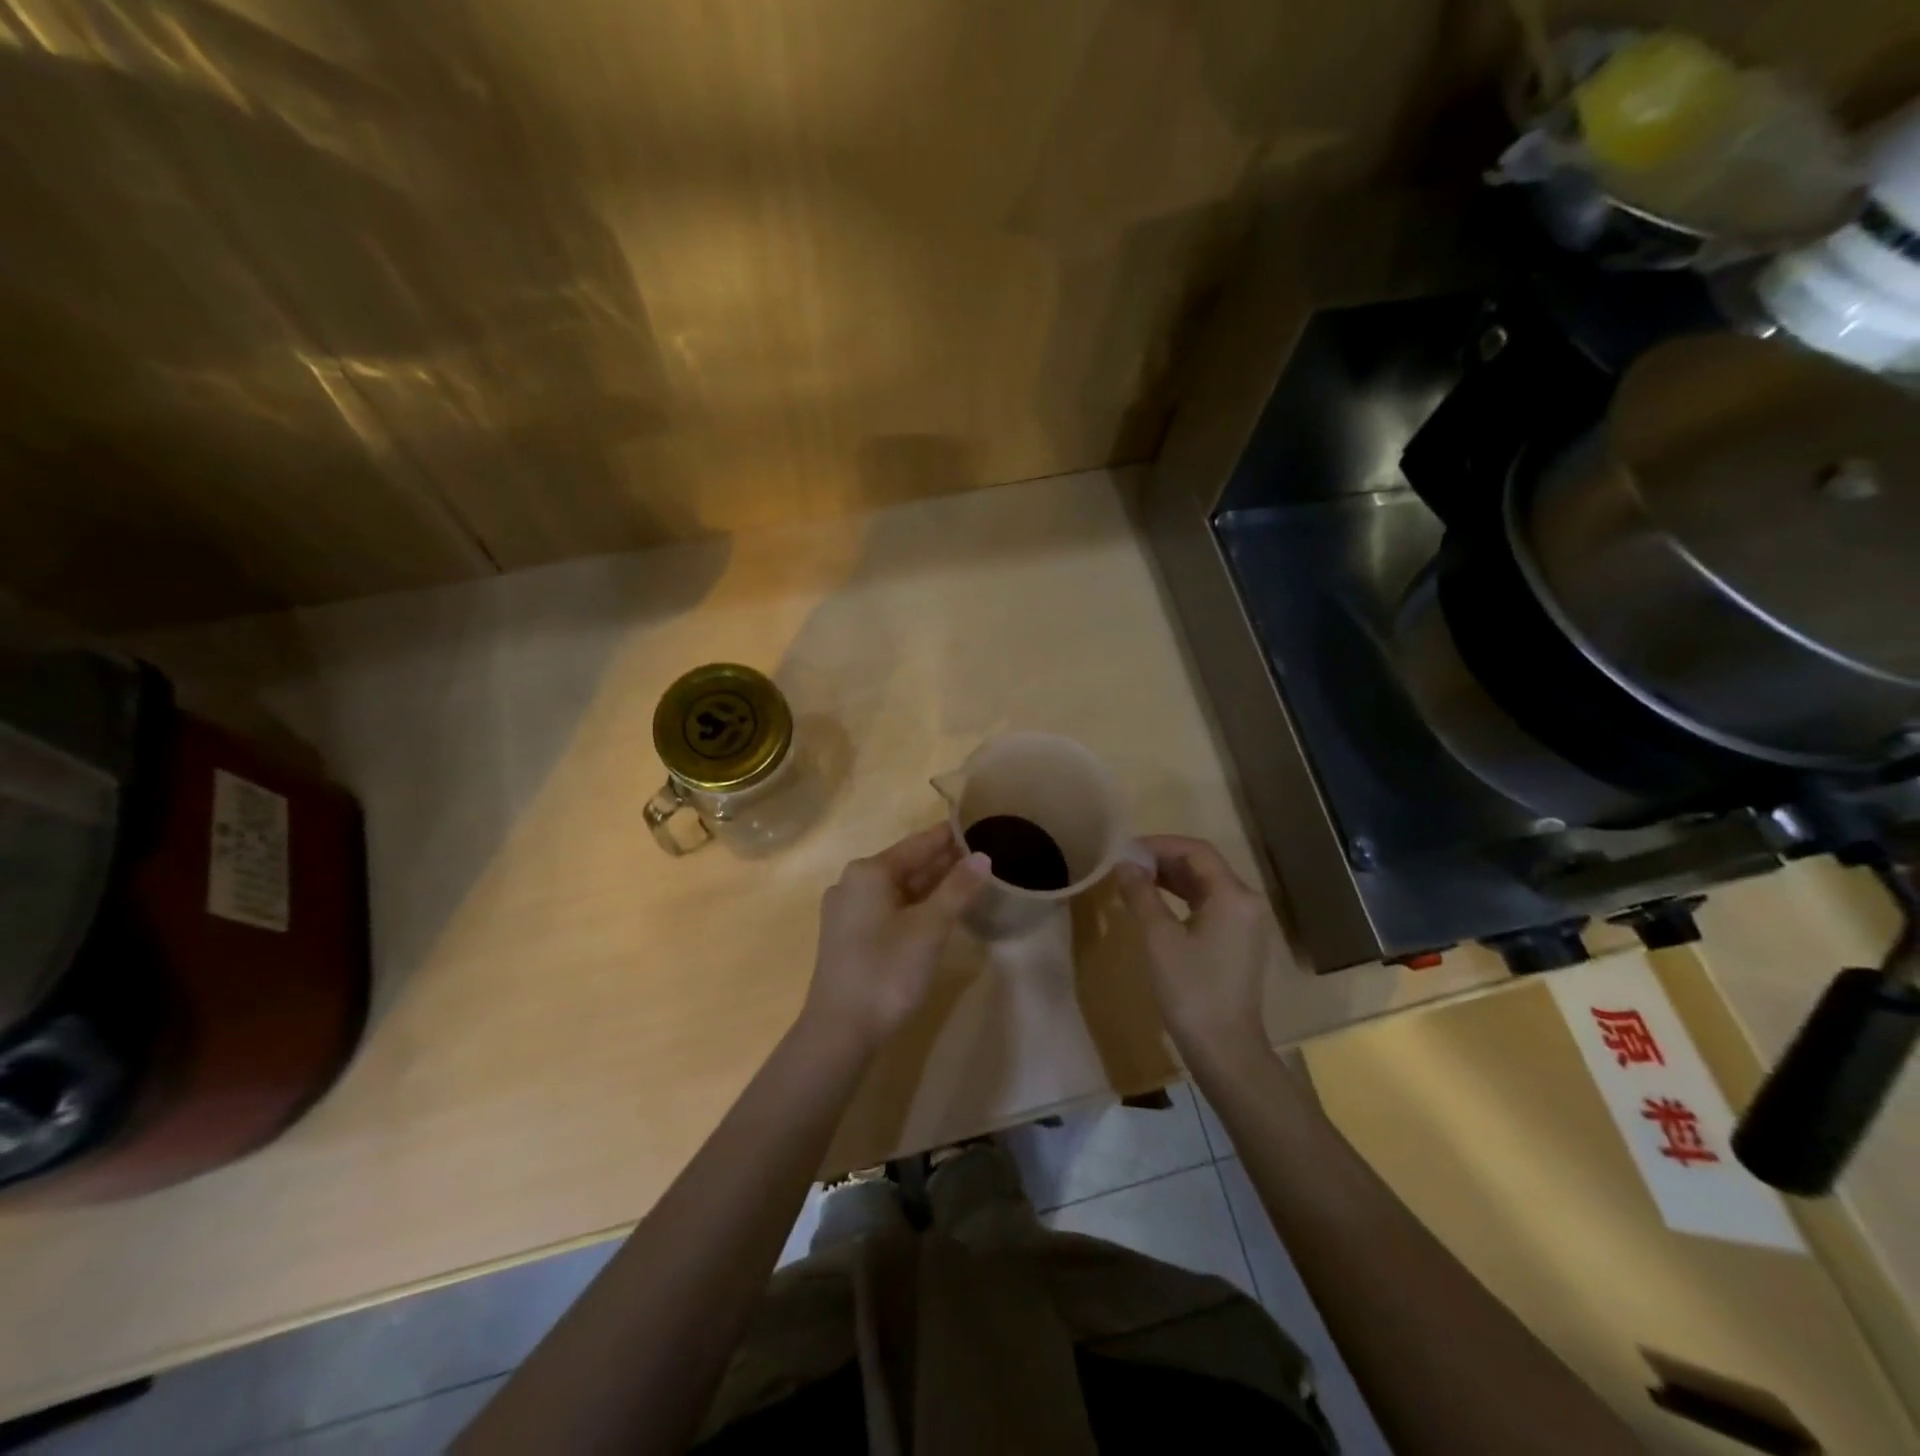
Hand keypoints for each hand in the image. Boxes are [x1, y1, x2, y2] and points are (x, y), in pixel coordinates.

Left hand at [803, 825, 991, 1048]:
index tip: (977, 827)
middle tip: (982, 857)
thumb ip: (958, 889)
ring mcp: (847, 912)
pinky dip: (914, 906)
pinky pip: (888, 909)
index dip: (948, 837)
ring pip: (897, 889)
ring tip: (967, 882)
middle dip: (942, 862)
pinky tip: (937, 912)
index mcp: (869, 872)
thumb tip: (983, 857)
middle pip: (906, 865)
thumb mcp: (930, 928)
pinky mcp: (848, 937)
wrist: (840, 1031)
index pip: (917, 844)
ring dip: (930, 885)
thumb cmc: (886, 972)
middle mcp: (853, 884)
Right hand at [1116, 834, 1274, 1065]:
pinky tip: (1155, 904)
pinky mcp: (1239, 941)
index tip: (1125, 850)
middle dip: (1163, 859)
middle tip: (1125, 863)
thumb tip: (1124, 863)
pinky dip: (1182, 897)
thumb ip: (1141, 894)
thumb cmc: (1191, 990)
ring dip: (1171, 877)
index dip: (1159, 844)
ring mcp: (1245, 923)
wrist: (1225, 1049)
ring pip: (1206, 884)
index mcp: (1233, 896)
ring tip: (1134, 879)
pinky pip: (1209, 905)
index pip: (1196, 851)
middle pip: (1203, 865)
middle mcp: (1246, 902)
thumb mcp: (1159, 938)